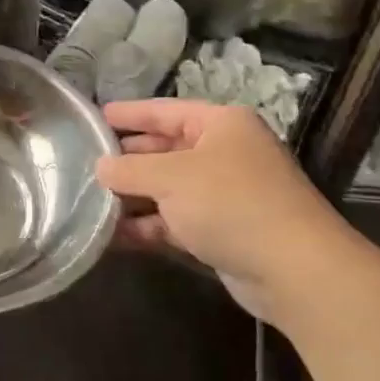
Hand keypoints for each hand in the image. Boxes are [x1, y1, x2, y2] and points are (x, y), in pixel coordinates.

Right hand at [95, 99, 355, 324]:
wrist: (294, 270)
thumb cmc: (230, 204)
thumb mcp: (170, 177)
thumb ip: (128, 169)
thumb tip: (100, 167)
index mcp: (221, 125)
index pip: (165, 110)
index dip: (129, 113)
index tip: (95, 117)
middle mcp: (225, 153)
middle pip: (165, 150)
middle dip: (127, 159)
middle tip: (85, 162)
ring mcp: (225, 194)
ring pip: (167, 189)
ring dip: (132, 197)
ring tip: (90, 201)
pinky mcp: (222, 231)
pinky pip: (175, 221)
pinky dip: (147, 226)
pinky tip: (113, 235)